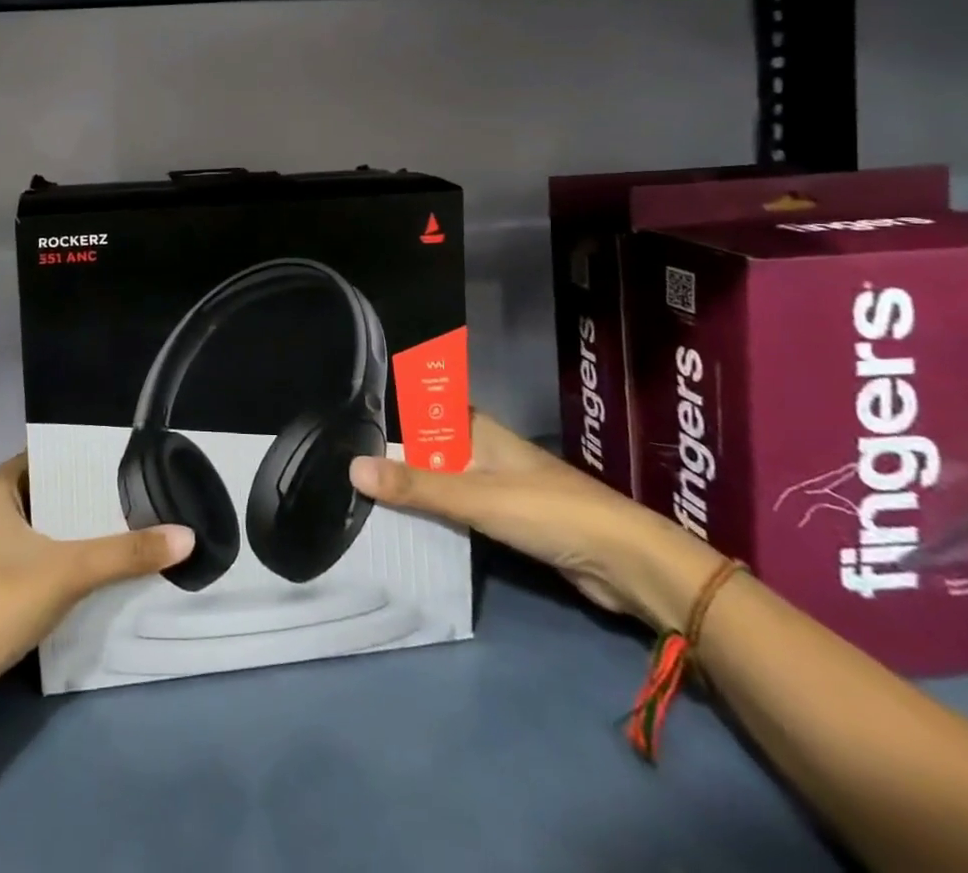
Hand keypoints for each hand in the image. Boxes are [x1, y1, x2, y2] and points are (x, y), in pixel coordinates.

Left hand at [0, 454, 193, 726]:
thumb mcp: (71, 574)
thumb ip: (127, 554)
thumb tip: (187, 537)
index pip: (29, 463)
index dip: (61, 468)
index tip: (94, 478)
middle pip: (14, 500)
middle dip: (49, 509)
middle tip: (91, 519)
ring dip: (24, 544)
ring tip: (65, 557)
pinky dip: (2, 575)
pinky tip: (25, 597)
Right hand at [348, 412, 725, 632]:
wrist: (625, 563)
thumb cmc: (548, 511)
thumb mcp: (475, 496)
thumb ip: (416, 486)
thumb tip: (352, 467)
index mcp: (477, 429)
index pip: (425, 405)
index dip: (392, 404)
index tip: (349, 412)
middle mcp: (483, 450)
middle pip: (429, 445)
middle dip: (393, 453)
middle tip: (343, 462)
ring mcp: (497, 485)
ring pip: (443, 479)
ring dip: (413, 488)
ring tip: (362, 495)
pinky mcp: (508, 520)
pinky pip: (459, 509)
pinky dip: (435, 514)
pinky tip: (408, 526)